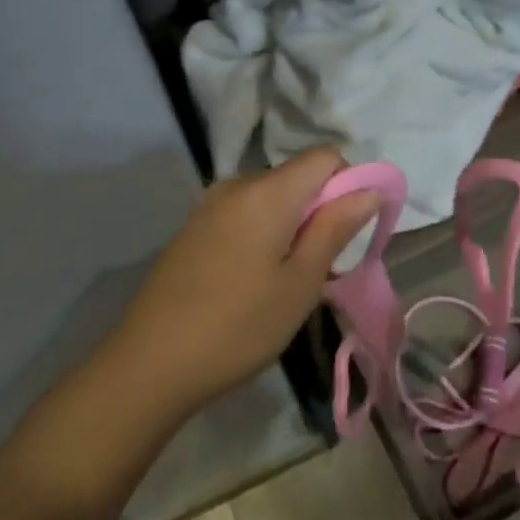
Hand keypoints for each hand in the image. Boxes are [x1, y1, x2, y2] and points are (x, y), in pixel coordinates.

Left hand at [110, 148, 378, 413]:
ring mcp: (209, 206)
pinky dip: (263, 236)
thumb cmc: (239, 325)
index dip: (350, 184)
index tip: (349, 233)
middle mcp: (235, 185)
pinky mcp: (193, 229)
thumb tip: (369, 189)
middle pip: (297, 177)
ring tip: (286, 283)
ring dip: (292, 227)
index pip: (325, 156)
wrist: (150, 363)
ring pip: (271, 199)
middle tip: (320, 269)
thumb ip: (336, 228)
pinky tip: (251, 283)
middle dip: (320, 212)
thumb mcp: (301, 282)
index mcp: (266, 191)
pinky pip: (244, 216)